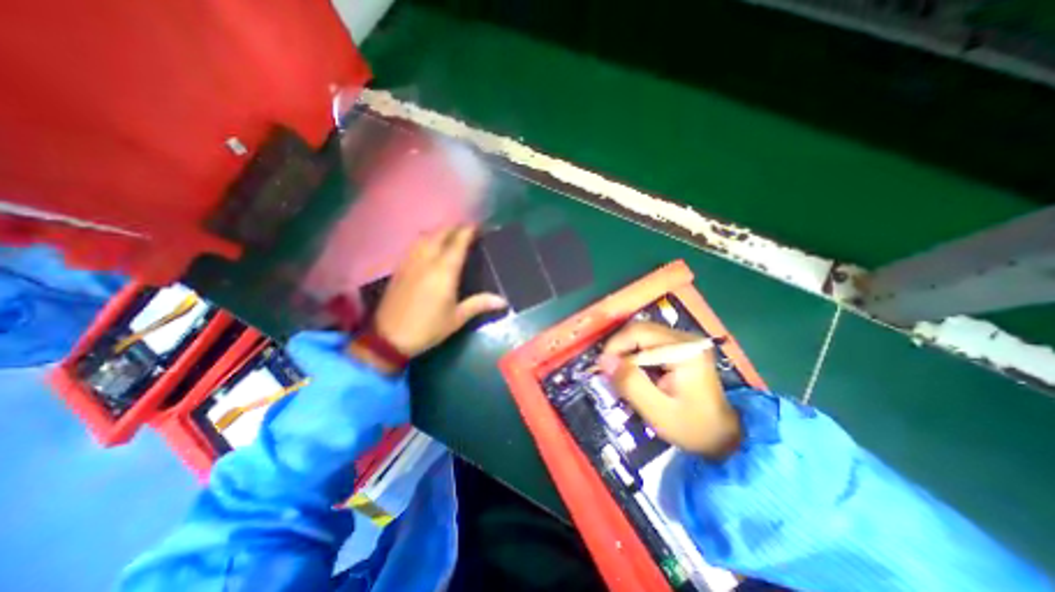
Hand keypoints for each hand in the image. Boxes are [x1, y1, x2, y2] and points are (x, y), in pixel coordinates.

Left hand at [371, 225, 505, 356]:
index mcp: (444, 271)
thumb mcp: (457, 318)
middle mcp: (427, 260)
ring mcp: (410, 262)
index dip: (468, 231)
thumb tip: (503, 301)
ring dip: (439, 231)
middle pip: (440, 233)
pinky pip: (415, 245)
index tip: (478, 226)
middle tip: (467, 229)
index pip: (458, 242)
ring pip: (425, 236)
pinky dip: (426, 239)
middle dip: (454, 227)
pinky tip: (429, 246)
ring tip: (450, 234)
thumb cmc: (428, 328)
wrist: (389, 338)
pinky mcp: (400, 268)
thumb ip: (479, 304)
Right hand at [601, 323, 738, 457]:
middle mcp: (685, 338)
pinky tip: (636, 373)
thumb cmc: (692, 427)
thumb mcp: (657, 411)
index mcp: (683, 350)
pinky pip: (649, 343)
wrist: (725, 437)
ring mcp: (684, 341)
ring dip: (626, 352)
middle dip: (619, 349)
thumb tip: (604, 360)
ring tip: (621, 374)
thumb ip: (630, 383)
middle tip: (610, 372)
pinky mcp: (681, 347)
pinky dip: (636, 355)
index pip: (638, 333)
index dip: (615, 346)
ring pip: (642, 335)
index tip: (603, 368)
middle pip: (639, 330)